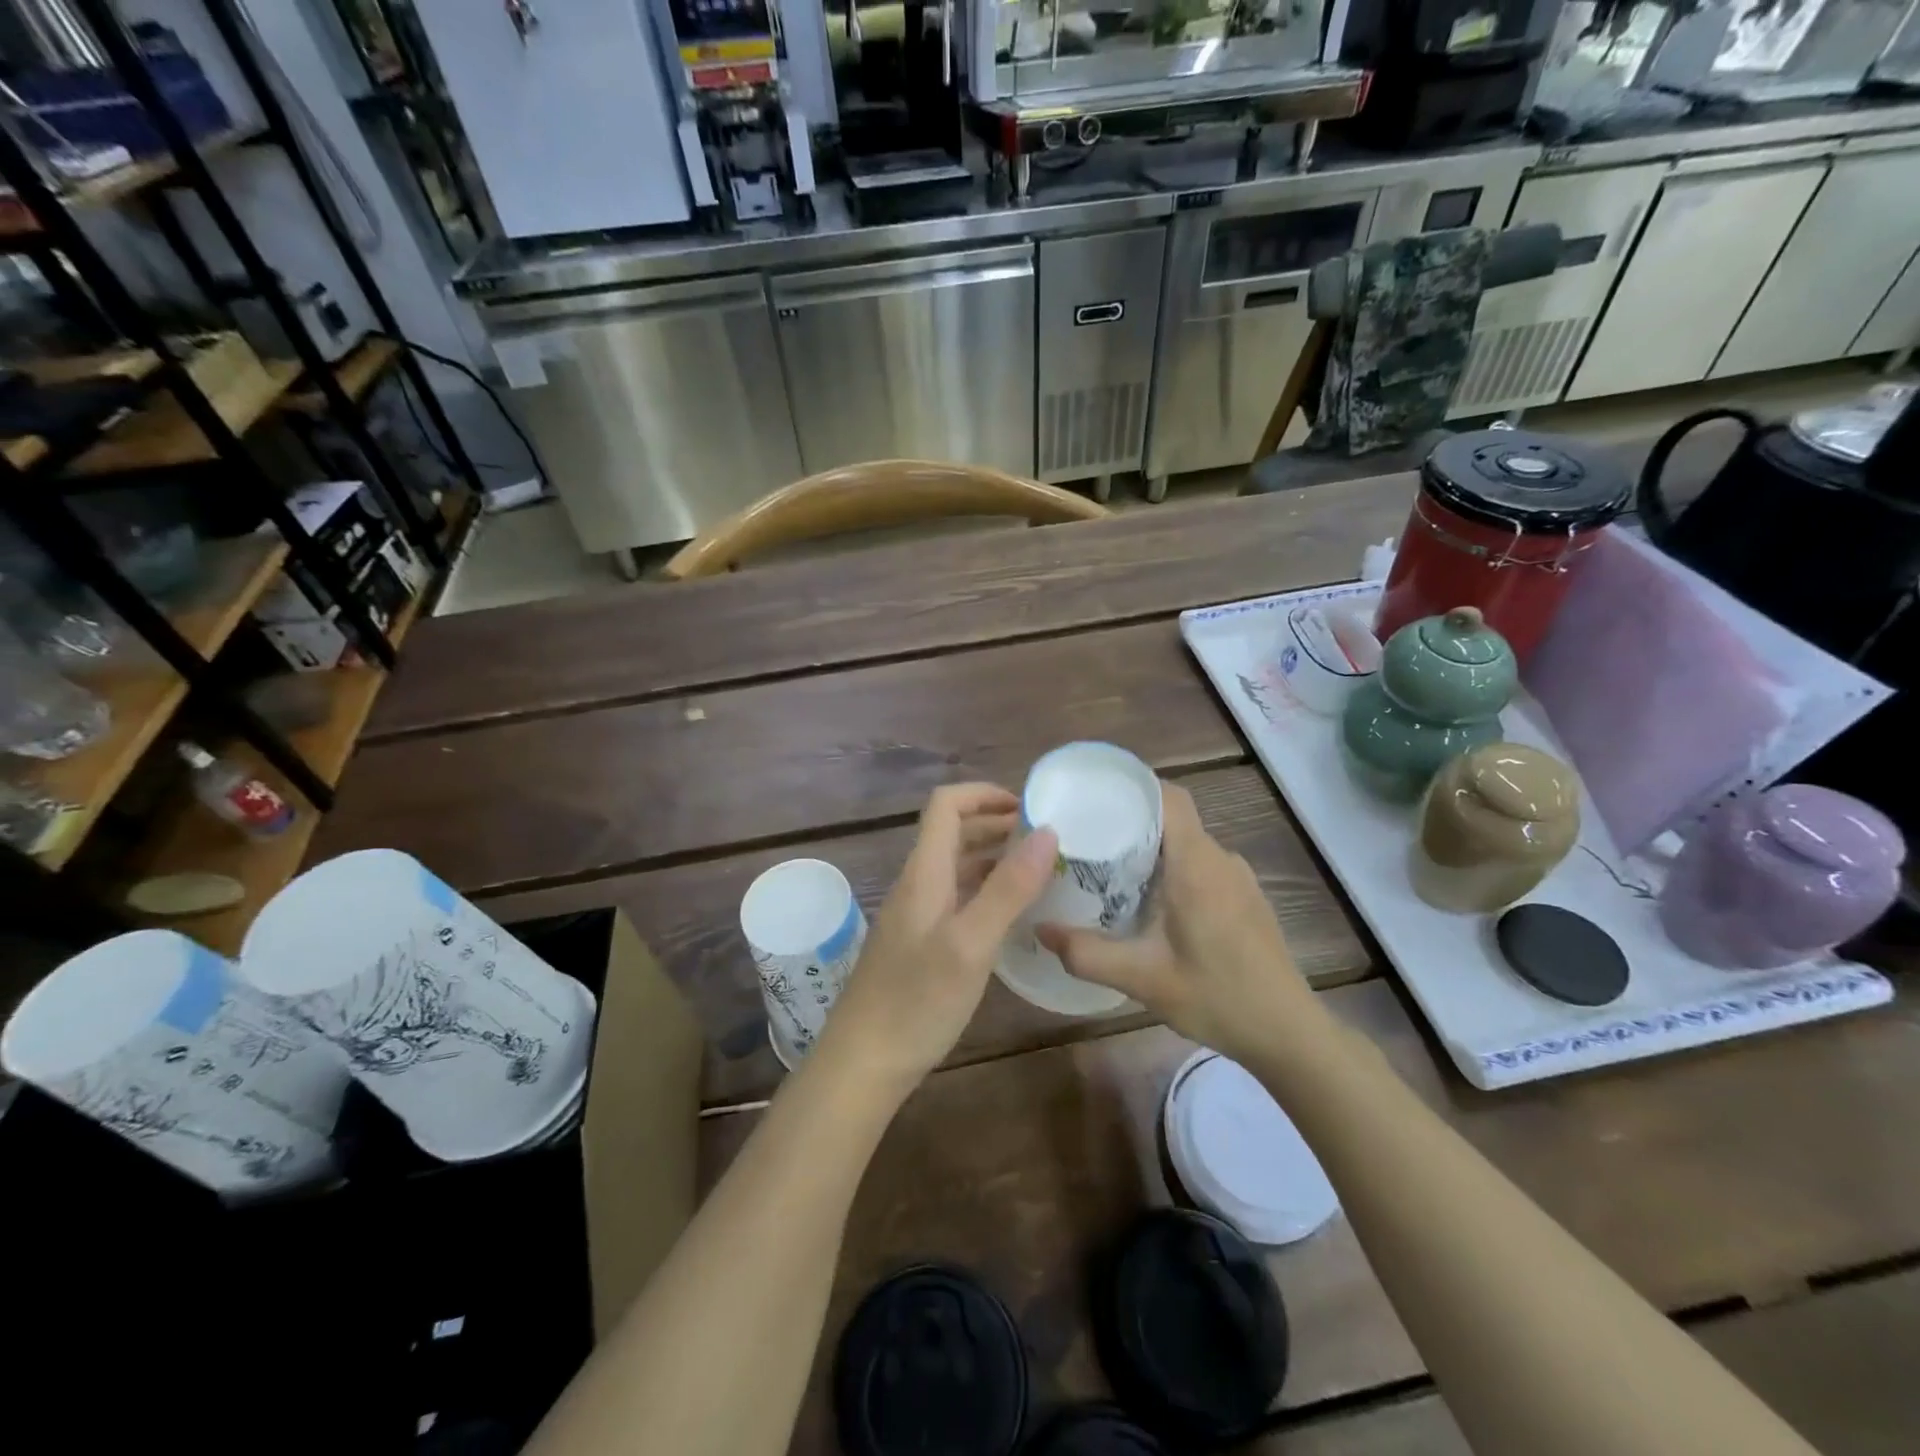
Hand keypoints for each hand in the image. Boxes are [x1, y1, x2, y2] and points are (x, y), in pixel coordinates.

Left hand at [819, 784, 1057, 1094]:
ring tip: (1040, 871)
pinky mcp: (920, 943)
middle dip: (998, 824)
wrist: (862, 1064)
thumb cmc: (917, 1001)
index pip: (946, 804)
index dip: (985, 794)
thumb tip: (1047, 831)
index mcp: (925, 872)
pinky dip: (986, 891)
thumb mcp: (971, 943)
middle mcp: (918, 884)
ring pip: (956, 867)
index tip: (1030, 807)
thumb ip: (1008, 888)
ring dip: (994, 858)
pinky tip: (1013, 914)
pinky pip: (957, 898)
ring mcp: (916, 915)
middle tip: (1047, 840)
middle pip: (953, 832)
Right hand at [1038, 783, 1311, 1064]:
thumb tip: (1040, 928)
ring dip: (1151, 851)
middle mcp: (1220, 859)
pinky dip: (1173, 871)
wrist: (1289, 1033)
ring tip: (1110, 873)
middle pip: (1172, 819)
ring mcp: (1238, 878)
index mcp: (1196, 864)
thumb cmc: (1218, 997)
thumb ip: (1087, 953)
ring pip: (1187, 845)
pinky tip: (1152, 907)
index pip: (1168, 797)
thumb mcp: (1143, 979)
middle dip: (1130, 822)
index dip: (1133, 788)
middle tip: (1087, 841)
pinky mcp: (1246, 899)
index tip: (1094, 797)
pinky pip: (1202, 867)